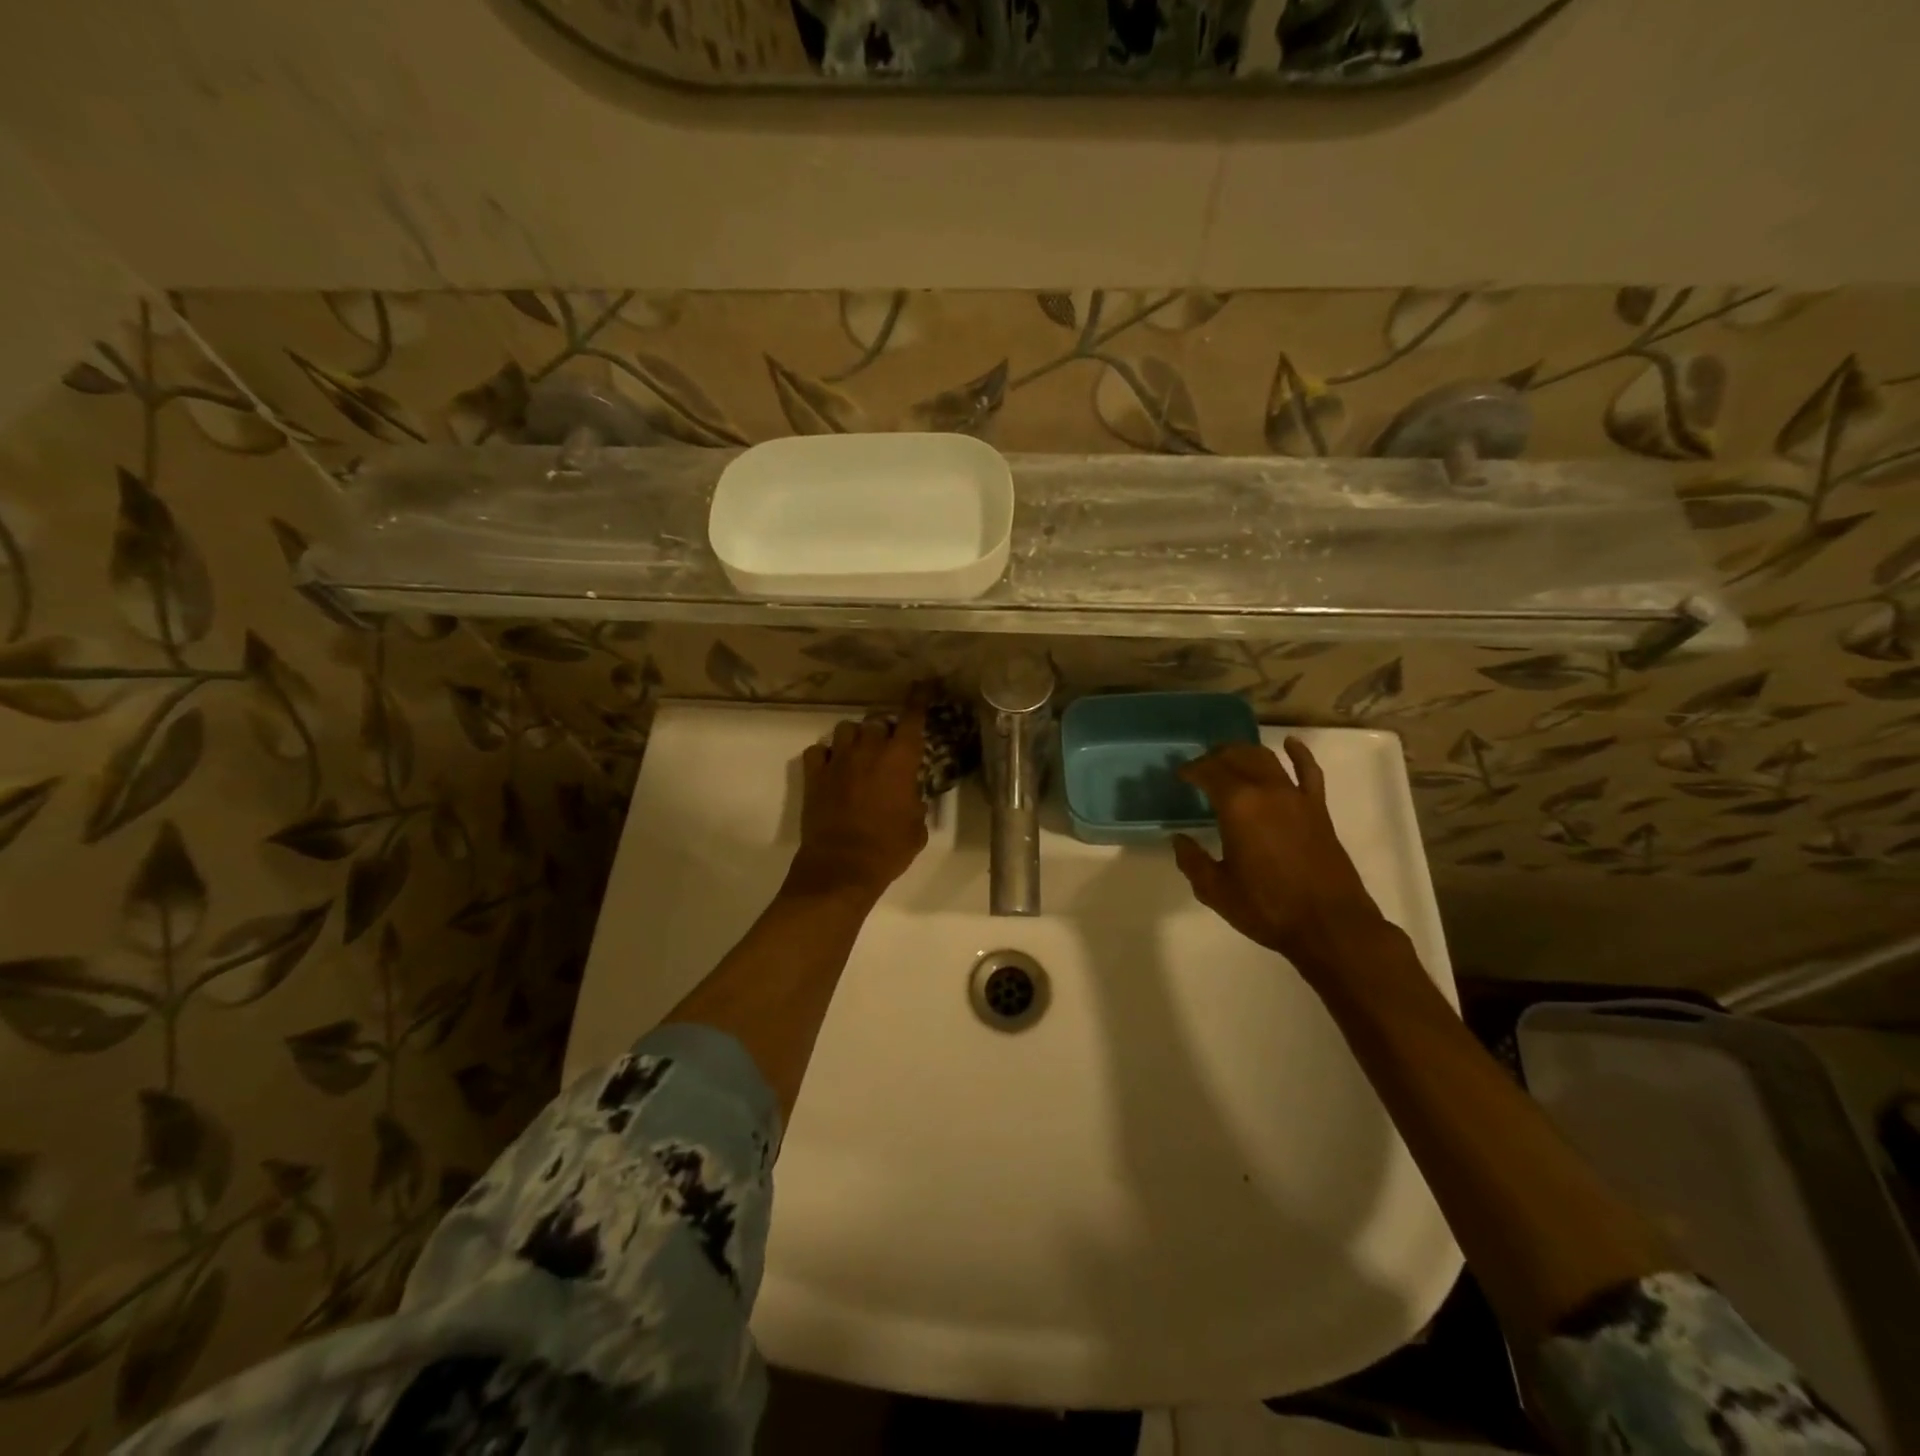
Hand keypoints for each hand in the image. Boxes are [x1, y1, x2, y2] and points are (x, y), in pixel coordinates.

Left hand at [784, 688, 930, 902]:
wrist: (842, 867)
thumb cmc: (888, 849)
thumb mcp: (917, 828)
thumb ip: (916, 804)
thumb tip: (911, 799)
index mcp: (900, 760)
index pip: (912, 718)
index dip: (919, 698)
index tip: (923, 684)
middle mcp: (868, 751)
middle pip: (876, 722)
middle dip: (884, 731)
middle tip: (887, 749)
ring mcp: (838, 761)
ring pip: (846, 729)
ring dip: (855, 738)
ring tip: (858, 754)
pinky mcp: (814, 776)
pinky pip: (818, 751)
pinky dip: (826, 755)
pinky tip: (832, 768)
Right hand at [1172, 738, 1392, 982]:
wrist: (1330, 925)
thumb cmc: (1267, 908)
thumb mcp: (1216, 890)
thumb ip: (1192, 861)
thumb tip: (1179, 839)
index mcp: (1238, 806)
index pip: (1209, 772)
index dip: (1192, 770)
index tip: (1180, 775)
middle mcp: (1267, 791)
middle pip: (1237, 757)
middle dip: (1215, 757)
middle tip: (1201, 766)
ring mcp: (1297, 797)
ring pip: (1267, 759)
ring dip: (1245, 752)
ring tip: (1230, 756)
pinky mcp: (1318, 809)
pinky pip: (1309, 772)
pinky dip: (1299, 753)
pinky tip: (1290, 744)